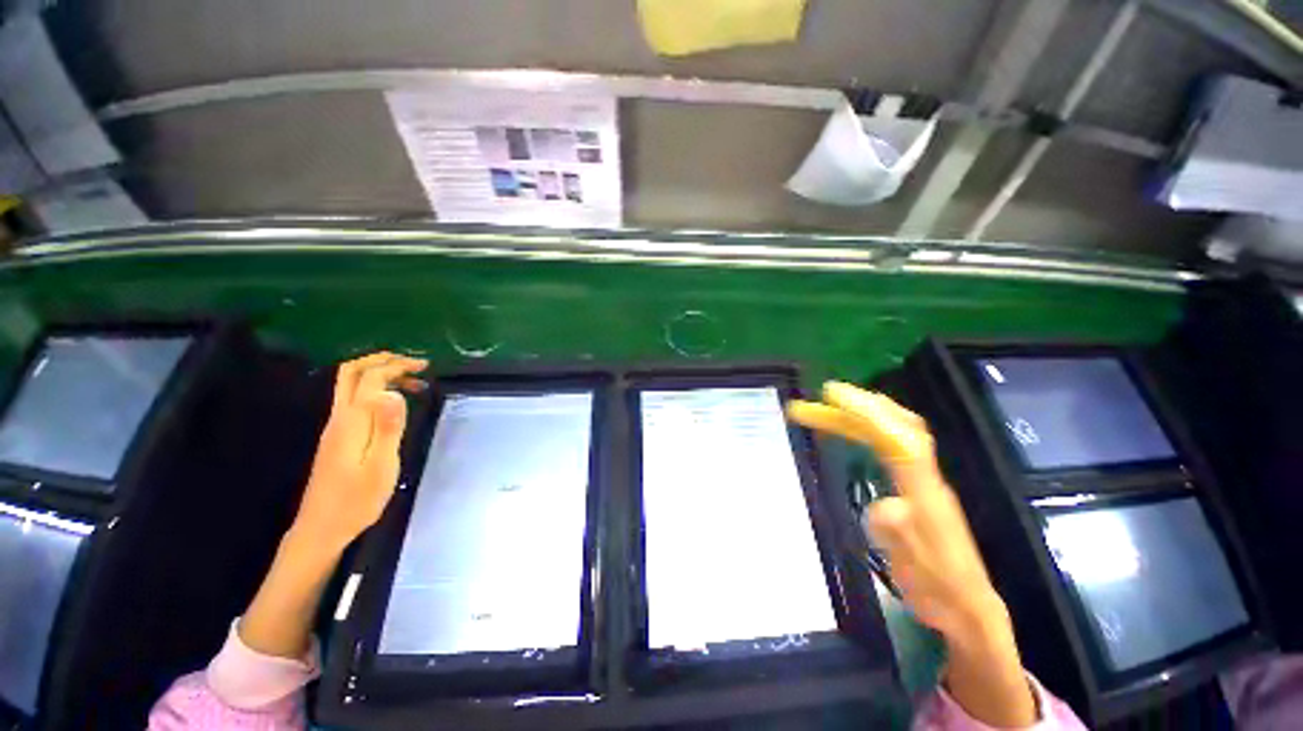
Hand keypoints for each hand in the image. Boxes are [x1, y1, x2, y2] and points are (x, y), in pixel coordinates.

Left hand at [293, 352, 427, 550]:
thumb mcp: (381, 465)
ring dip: (380, 374)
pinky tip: (395, 402)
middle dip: (382, 360)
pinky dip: (376, 390)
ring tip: (413, 382)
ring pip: (351, 385)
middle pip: (351, 373)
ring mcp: (336, 426)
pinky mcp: (338, 436)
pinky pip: (355, 399)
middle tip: (413, 363)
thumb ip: (387, 427)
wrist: (322, 528)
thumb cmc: (357, 500)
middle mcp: (340, 417)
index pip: (369, 378)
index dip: (396, 365)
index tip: (424, 367)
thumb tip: (392, 392)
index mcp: (352, 421)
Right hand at [788, 382, 1036, 726]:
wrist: (966, 606)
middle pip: (897, 425)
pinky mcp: (917, 484)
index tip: (831, 395)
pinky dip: (869, 428)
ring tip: (828, 408)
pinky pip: (892, 443)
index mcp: (924, 490)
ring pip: (895, 431)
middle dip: (857, 405)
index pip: (897, 438)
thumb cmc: (936, 585)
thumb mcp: (912, 566)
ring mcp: (923, 478)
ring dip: (861, 414)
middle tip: (821, 399)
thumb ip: (897, 531)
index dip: (866, 411)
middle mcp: (925, 475)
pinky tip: (854, 431)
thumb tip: (882, 505)